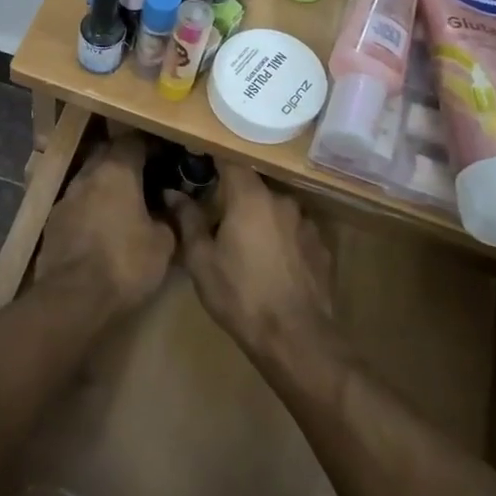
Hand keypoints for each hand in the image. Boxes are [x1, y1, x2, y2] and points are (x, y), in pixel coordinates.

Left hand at [37, 133, 172, 311]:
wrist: (72, 298)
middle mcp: (87, 175)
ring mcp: (66, 197)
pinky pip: (77, 202)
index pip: (134, 141)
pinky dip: (91, 206)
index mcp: (116, 171)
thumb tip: (171, 205)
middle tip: (147, 175)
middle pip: (107, 153)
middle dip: (125, 159)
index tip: (165, 155)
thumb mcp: (164, 244)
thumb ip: (171, 218)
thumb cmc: (125, 263)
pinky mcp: (53, 221)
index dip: (151, 145)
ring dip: (106, 184)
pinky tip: (102, 225)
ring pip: (89, 178)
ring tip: (125, 202)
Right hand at [171, 165, 335, 359]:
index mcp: (249, 196)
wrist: (296, 338)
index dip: (215, 158)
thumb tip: (172, 192)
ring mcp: (307, 222)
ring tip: (248, 245)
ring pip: (276, 209)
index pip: (231, 159)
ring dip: (262, 218)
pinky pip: (295, 231)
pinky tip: (274, 263)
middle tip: (219, 217)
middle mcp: (282, 200)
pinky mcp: (322, 246)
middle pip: (254, 186)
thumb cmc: (240, 294)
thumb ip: (188, 220)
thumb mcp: (201, 260)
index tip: (201, 162)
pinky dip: (283, 238)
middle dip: (236, 196)